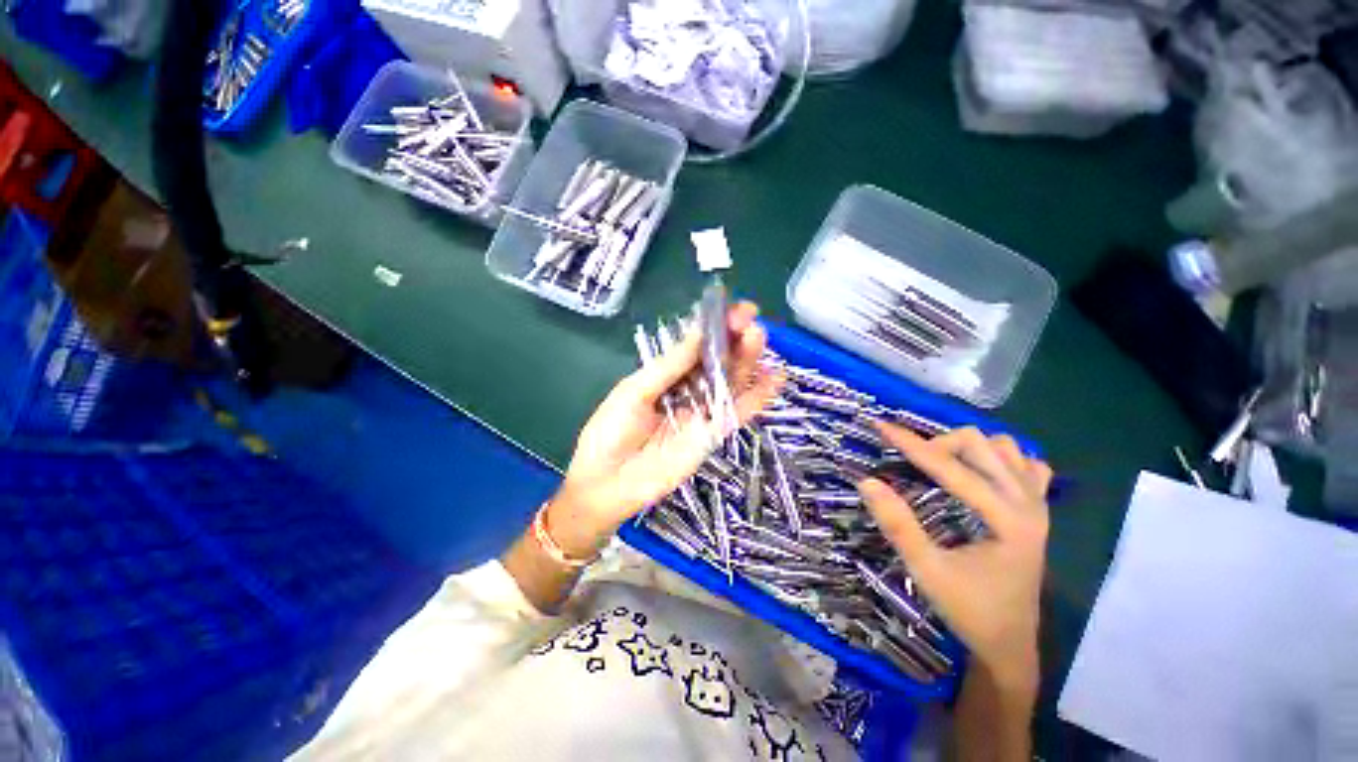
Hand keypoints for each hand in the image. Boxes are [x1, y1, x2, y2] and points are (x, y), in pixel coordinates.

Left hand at [546, 302, 783, 558]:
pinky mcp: (712, 436)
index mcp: (667, 376)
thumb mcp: (635, 391)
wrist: (606, 484)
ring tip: (759, 338)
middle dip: (734, 339)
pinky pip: (738, 413)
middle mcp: (688, 390)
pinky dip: (758, 398)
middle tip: (750, 321)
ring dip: (747, 361)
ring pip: (731, 382)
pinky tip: (776, 378)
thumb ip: (669, 366)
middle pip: (718, 362)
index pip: (697, 347)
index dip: (715, 328)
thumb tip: (698, 333)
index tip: (734, 310)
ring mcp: (703, 413)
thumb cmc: (610, 432)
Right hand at [857, 426, 1051, 687]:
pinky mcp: (1038, 510)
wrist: (1010, 643)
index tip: (880, 426)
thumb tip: (867, 481)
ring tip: (941, 464)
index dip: (910, 443)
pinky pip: (1026, 464)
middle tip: (911, 462)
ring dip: (968, 447)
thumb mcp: (926, 570)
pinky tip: (980, 473)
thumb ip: (898, 524)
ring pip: (1005, 447)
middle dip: (938, 444)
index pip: (951, 468)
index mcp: (1007, 520)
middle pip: (981, 443)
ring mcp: (1039, 504)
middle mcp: (1029, 504)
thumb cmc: (969, 610)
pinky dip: (999, 458)